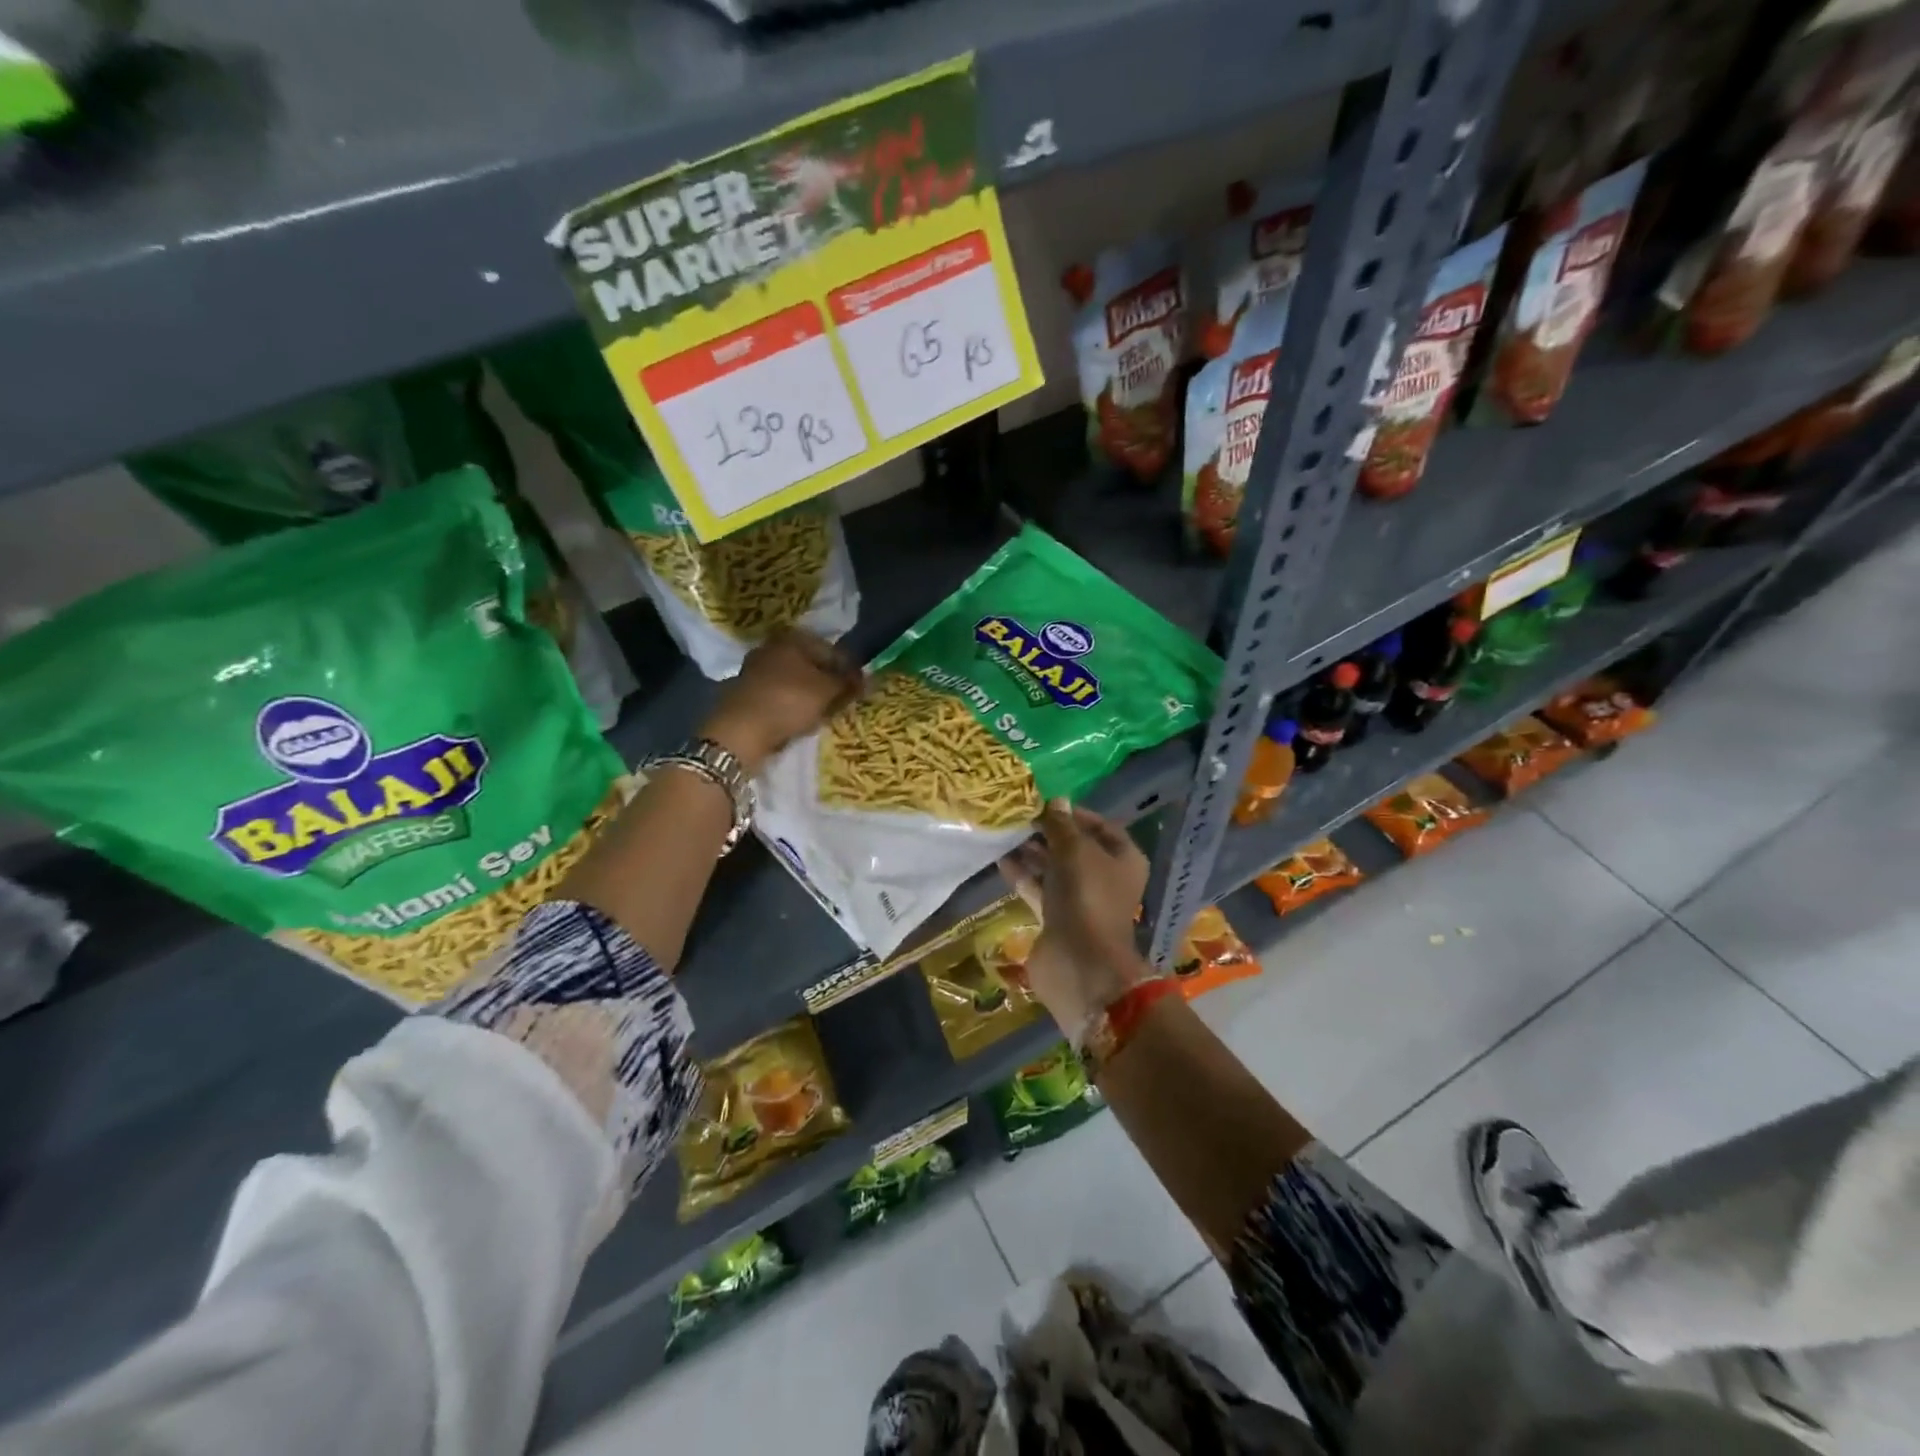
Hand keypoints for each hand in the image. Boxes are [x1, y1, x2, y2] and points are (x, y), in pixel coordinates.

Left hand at [700, 629, 863, 773]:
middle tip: (842, 701)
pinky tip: (800, 719)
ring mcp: (755, 670)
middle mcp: (771, 648)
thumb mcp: (828, 691)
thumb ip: (848, 682)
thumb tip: (865, 678)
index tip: (860, 688)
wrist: (740, 731)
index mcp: (792, 639)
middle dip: (827, 681)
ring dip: (809, 694)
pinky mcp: (746, 693)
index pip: (831, 650)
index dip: (848, 669)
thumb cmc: (789, 701)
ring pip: (794, 680)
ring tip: (824, 713)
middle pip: (810, 664)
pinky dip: (792, 704)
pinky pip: (779, 695)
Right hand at [998, 800, 1151, 1034]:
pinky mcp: (1058, 918)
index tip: (1045, 803)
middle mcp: (1105, 878)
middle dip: (1048, 832)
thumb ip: (1062, 825)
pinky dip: (1023, 875)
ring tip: (1005, 833)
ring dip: (1032, 852)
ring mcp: (1081, 901)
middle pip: (1075, 847)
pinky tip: (1001, 859)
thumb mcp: (1075, 850)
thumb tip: (1056, 799)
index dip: (1074, 814)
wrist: (1079, 963)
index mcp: (1123, 859)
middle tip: (1019, 816)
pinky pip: (1039, 889)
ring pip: (1055, 869)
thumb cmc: (1087, 897)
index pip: (1101, 826)